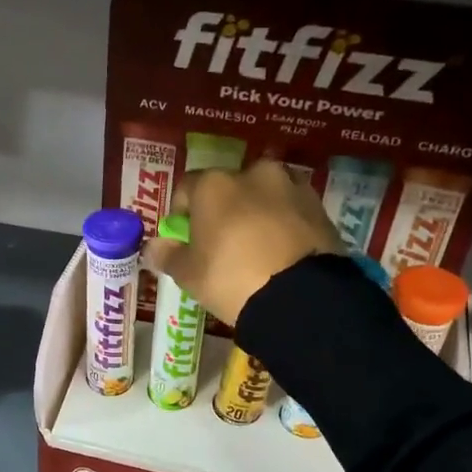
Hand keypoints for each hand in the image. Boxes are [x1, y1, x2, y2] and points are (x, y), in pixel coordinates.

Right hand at [147, 160, 342, 325]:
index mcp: (214, 184)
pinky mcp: (319, 207)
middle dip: (223, 210)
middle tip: (223, 244)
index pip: (187, 188)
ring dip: (256, 213)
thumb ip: (168, 255)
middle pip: (229, 188)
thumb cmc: (231, 278)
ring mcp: (291, 186)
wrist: (300, 298)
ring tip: (257, 249)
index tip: (185, 239)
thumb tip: (152, 247)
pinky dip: (283, 224)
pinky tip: (280, 253)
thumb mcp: (189, 274)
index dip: (182, 213)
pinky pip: (290, 211)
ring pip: (263, 196)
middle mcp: (253, 173)